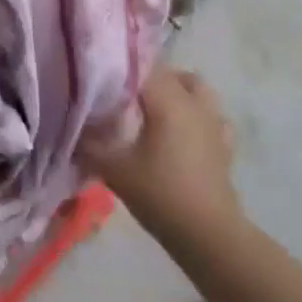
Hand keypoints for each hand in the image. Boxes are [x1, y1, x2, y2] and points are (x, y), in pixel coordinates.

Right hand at [82, 67, 242, 240]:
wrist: (209, 235)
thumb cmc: (161, 194)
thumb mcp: (115, 170)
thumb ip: (91, 145)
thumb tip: (76, 131)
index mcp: (167, 100)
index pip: (142, 66)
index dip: (122, 68)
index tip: (104, 79)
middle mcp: (192, 102)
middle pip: (170, 74)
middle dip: (148, 79)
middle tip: (125, 96)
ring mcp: (213, 122)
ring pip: (196, 88)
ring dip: (178, 91)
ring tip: (157, 108)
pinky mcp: (225, 145)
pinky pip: (212, 117)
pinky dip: (199, 116)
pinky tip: (185, 132)